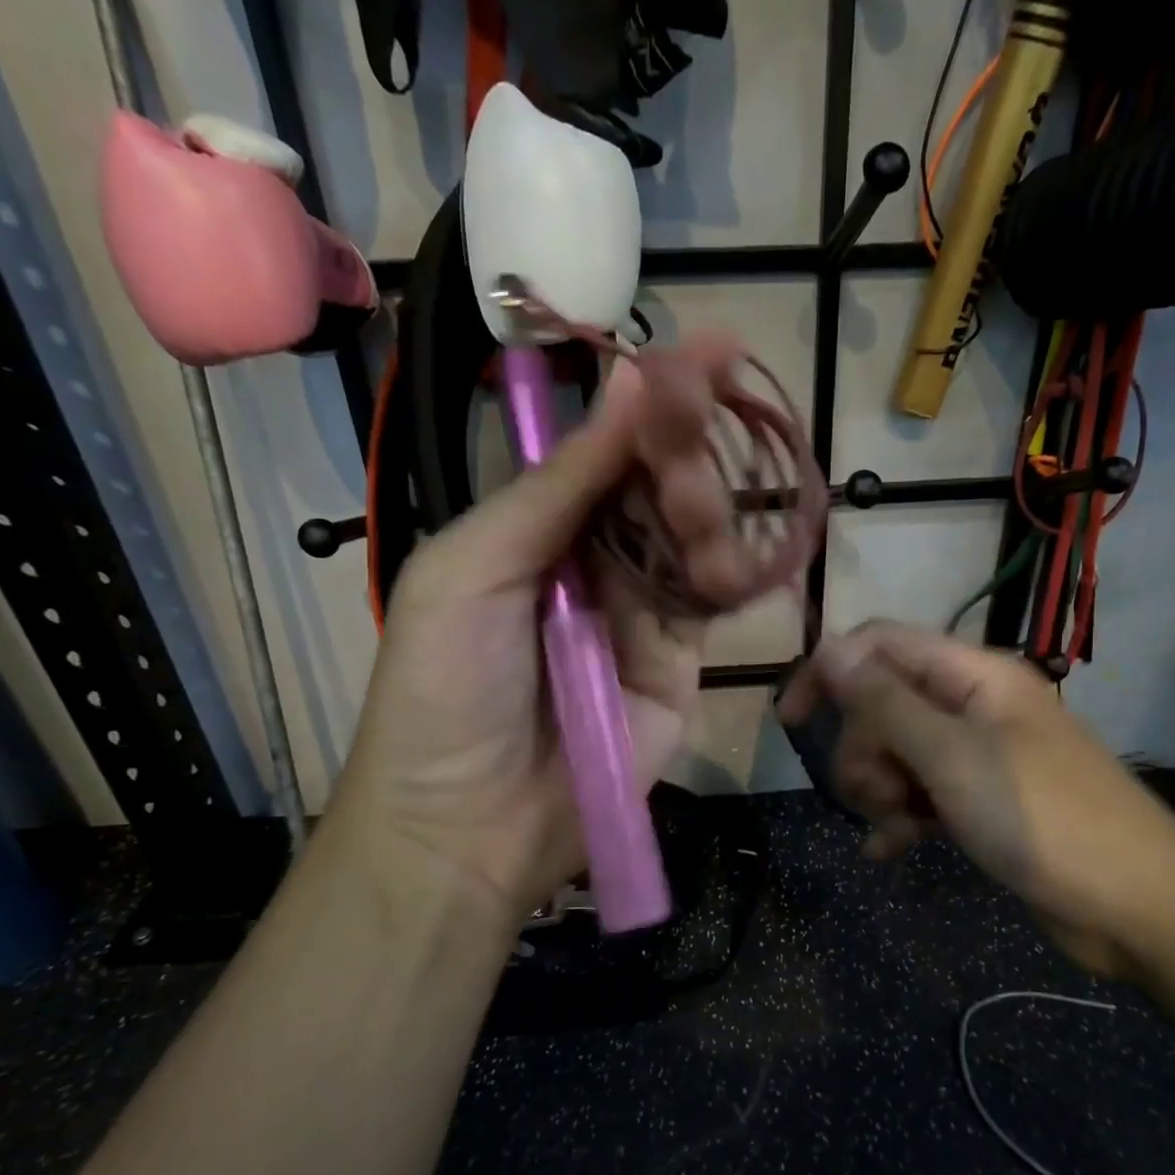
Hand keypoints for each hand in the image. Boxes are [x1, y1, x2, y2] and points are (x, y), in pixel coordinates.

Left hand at [324, 360, 704, 920]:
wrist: (470, 824)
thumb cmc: (447, 686)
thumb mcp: (476, 567)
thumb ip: (558, 485)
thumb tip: (632, 384)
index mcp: (535, 526)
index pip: (605, 448)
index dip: (653, 400)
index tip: (710, 350)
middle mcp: (592, 558)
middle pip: (658, 484)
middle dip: (684, 447)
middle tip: (708, 412)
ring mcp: (640, 610)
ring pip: (694, 537)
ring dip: (704, 509)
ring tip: (693, 506)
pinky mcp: (678, 663)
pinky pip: (711, 603)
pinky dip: (726, 575)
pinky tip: (726, 565)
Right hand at [777, 622, 1174, 975]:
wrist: (1139, 909)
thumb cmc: (1044, 820)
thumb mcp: (952, 758)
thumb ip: (885, 702)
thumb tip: (830, 649)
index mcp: (973, 675)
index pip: (880, 644)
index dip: (829, 671)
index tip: (791, 719)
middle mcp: (973, 704)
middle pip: (883, 702)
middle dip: (864, 747)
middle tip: (876, 793)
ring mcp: (978, 753)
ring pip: (897, 750)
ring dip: (881, 787)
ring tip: (899, 826)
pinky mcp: (982, 798)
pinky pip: (920, 791)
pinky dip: (900, 816)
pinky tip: (890, 849)